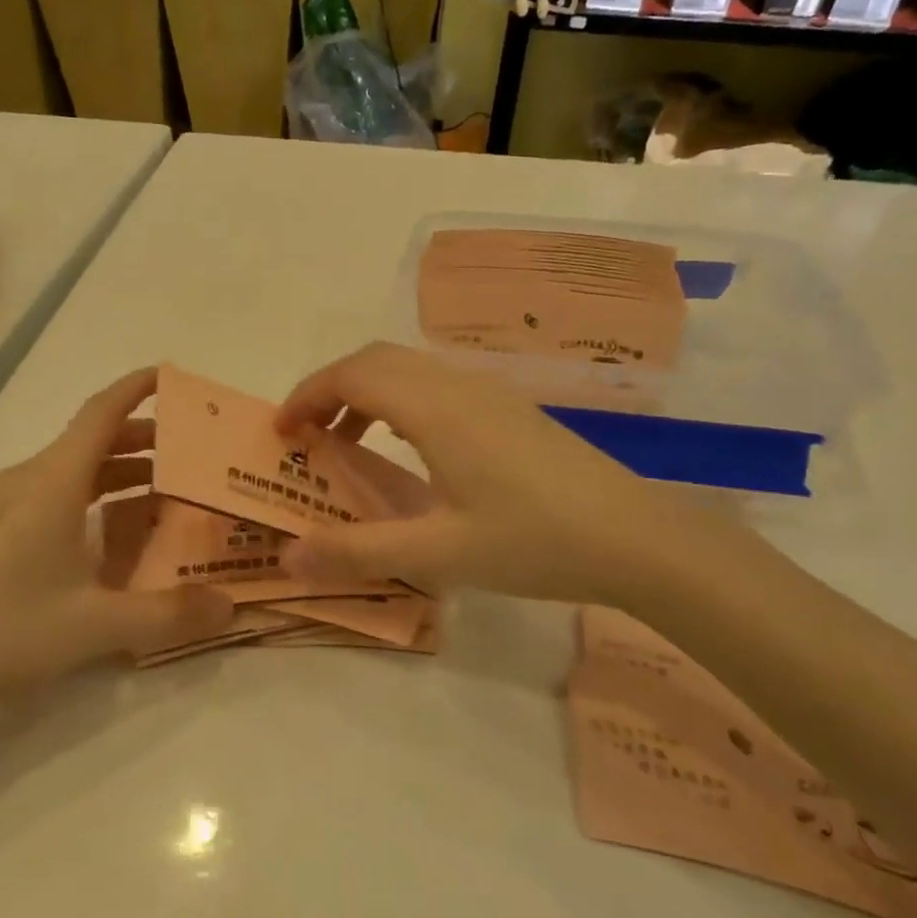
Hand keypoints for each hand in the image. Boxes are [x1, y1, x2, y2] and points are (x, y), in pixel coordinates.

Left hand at [0, 369, 233, 727]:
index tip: (173, 377)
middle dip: (143, 439)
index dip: (137, 388)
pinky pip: (54, 494)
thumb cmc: (7, 630)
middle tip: (192, 454)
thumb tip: (231, 605)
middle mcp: (29, 480)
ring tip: (165, 493)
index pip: (102, 412)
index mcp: (53, 481)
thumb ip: (170, 613)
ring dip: (119, 472)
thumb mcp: (98, 625)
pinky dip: (93, 497)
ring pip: (73, 469)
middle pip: (92, 439)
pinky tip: (113, 534)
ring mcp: (5, 505)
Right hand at [274, 343, 713, 605]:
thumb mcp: (437, 554)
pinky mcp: (509, 409)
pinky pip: (435, 385)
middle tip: (306, 437)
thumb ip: (356, 552)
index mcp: (434, 408)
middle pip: (376, 360)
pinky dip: (399, 402)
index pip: (352, 374)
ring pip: (408, 369)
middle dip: (330, 389)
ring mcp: (488, 393)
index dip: (306, 394)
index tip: (280, 433)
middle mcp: (457, 386)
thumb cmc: (534, 541)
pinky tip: (409, 452)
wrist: (636, 537)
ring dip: (366, 394)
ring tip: (348, 446)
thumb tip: (286, 557)